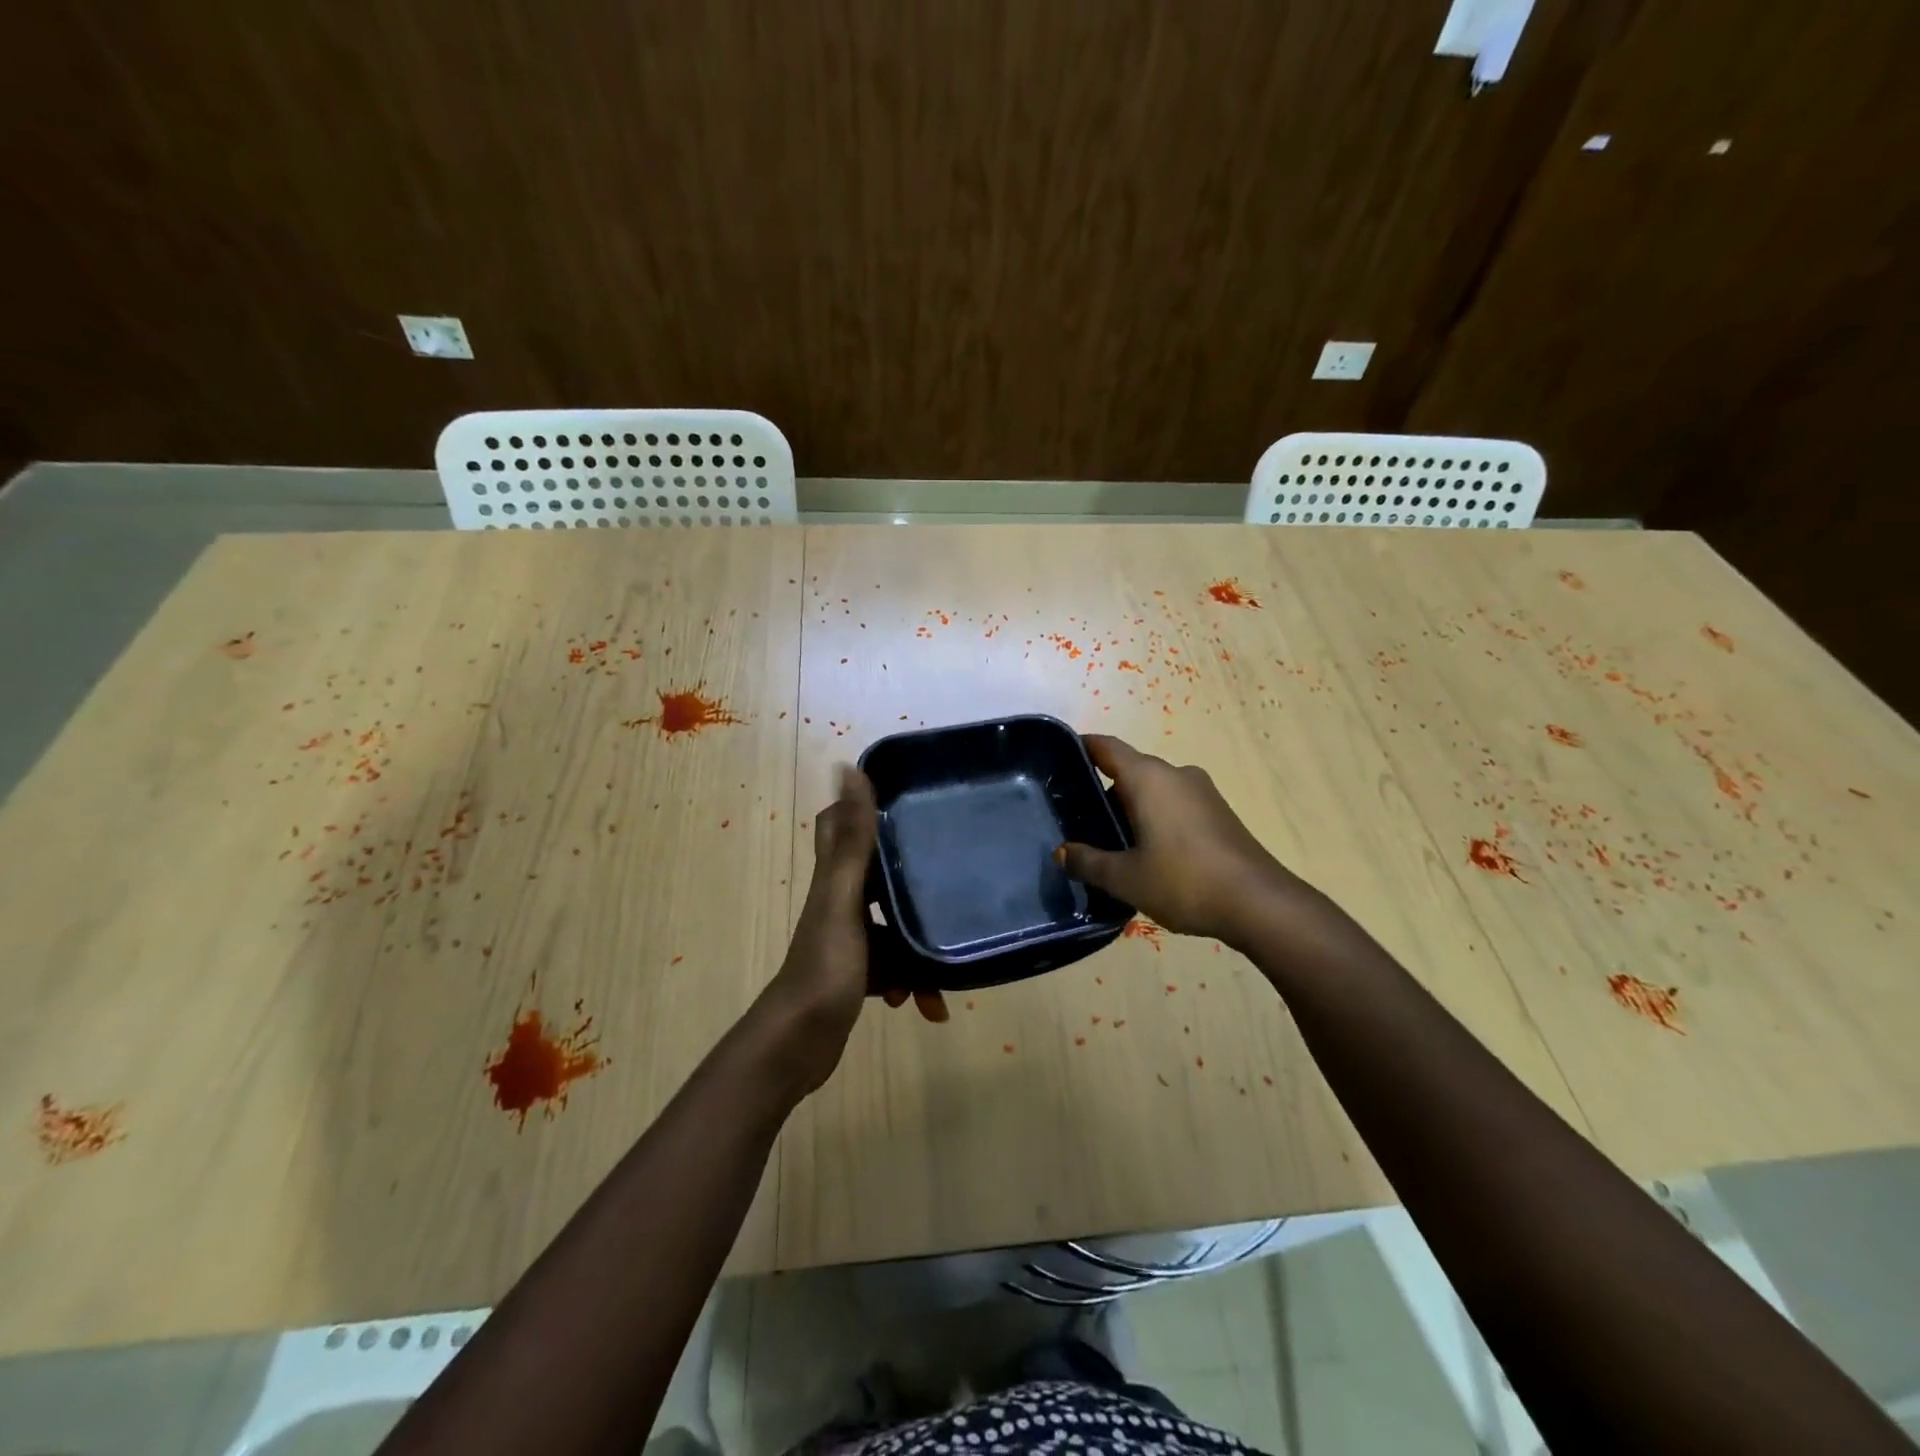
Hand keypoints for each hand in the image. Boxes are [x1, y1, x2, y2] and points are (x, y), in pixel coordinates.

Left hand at [754, 768, 945, 1096]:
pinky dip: (912, 982)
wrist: (799, 1044)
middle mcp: (840, 902)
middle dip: (911, 880)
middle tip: (949, 875)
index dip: (865, 809)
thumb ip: (852, 839)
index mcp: (835, 879)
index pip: (841, 826)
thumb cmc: (825, 967)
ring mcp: (849, 940)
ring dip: (919, 948)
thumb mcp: (844, 898)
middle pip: (879, 876)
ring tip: (944, 970)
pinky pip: (895, 967)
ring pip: (894, 927)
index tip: (905, 801)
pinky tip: (927, 1006)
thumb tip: (847, 768)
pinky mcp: (858, 974)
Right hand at [1057, 734, 1301, 945]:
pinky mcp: (1218, 813)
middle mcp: (1175, 774)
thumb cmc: (1184, 880)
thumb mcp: (1125, 878)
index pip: (1107, 748)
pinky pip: (1174, 805)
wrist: (1259, 903)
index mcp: (1149, 778)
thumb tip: (1060, 853)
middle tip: (1078, 819)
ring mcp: (1202, 793)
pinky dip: (1154, 819)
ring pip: (1153, 791)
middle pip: (1130, 771)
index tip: (1059, 758)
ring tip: (1109, 843)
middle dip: (1103, 791)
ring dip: (1130, 809)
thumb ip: (1088, 862)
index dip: (1082, 748)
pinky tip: (1146, 853)